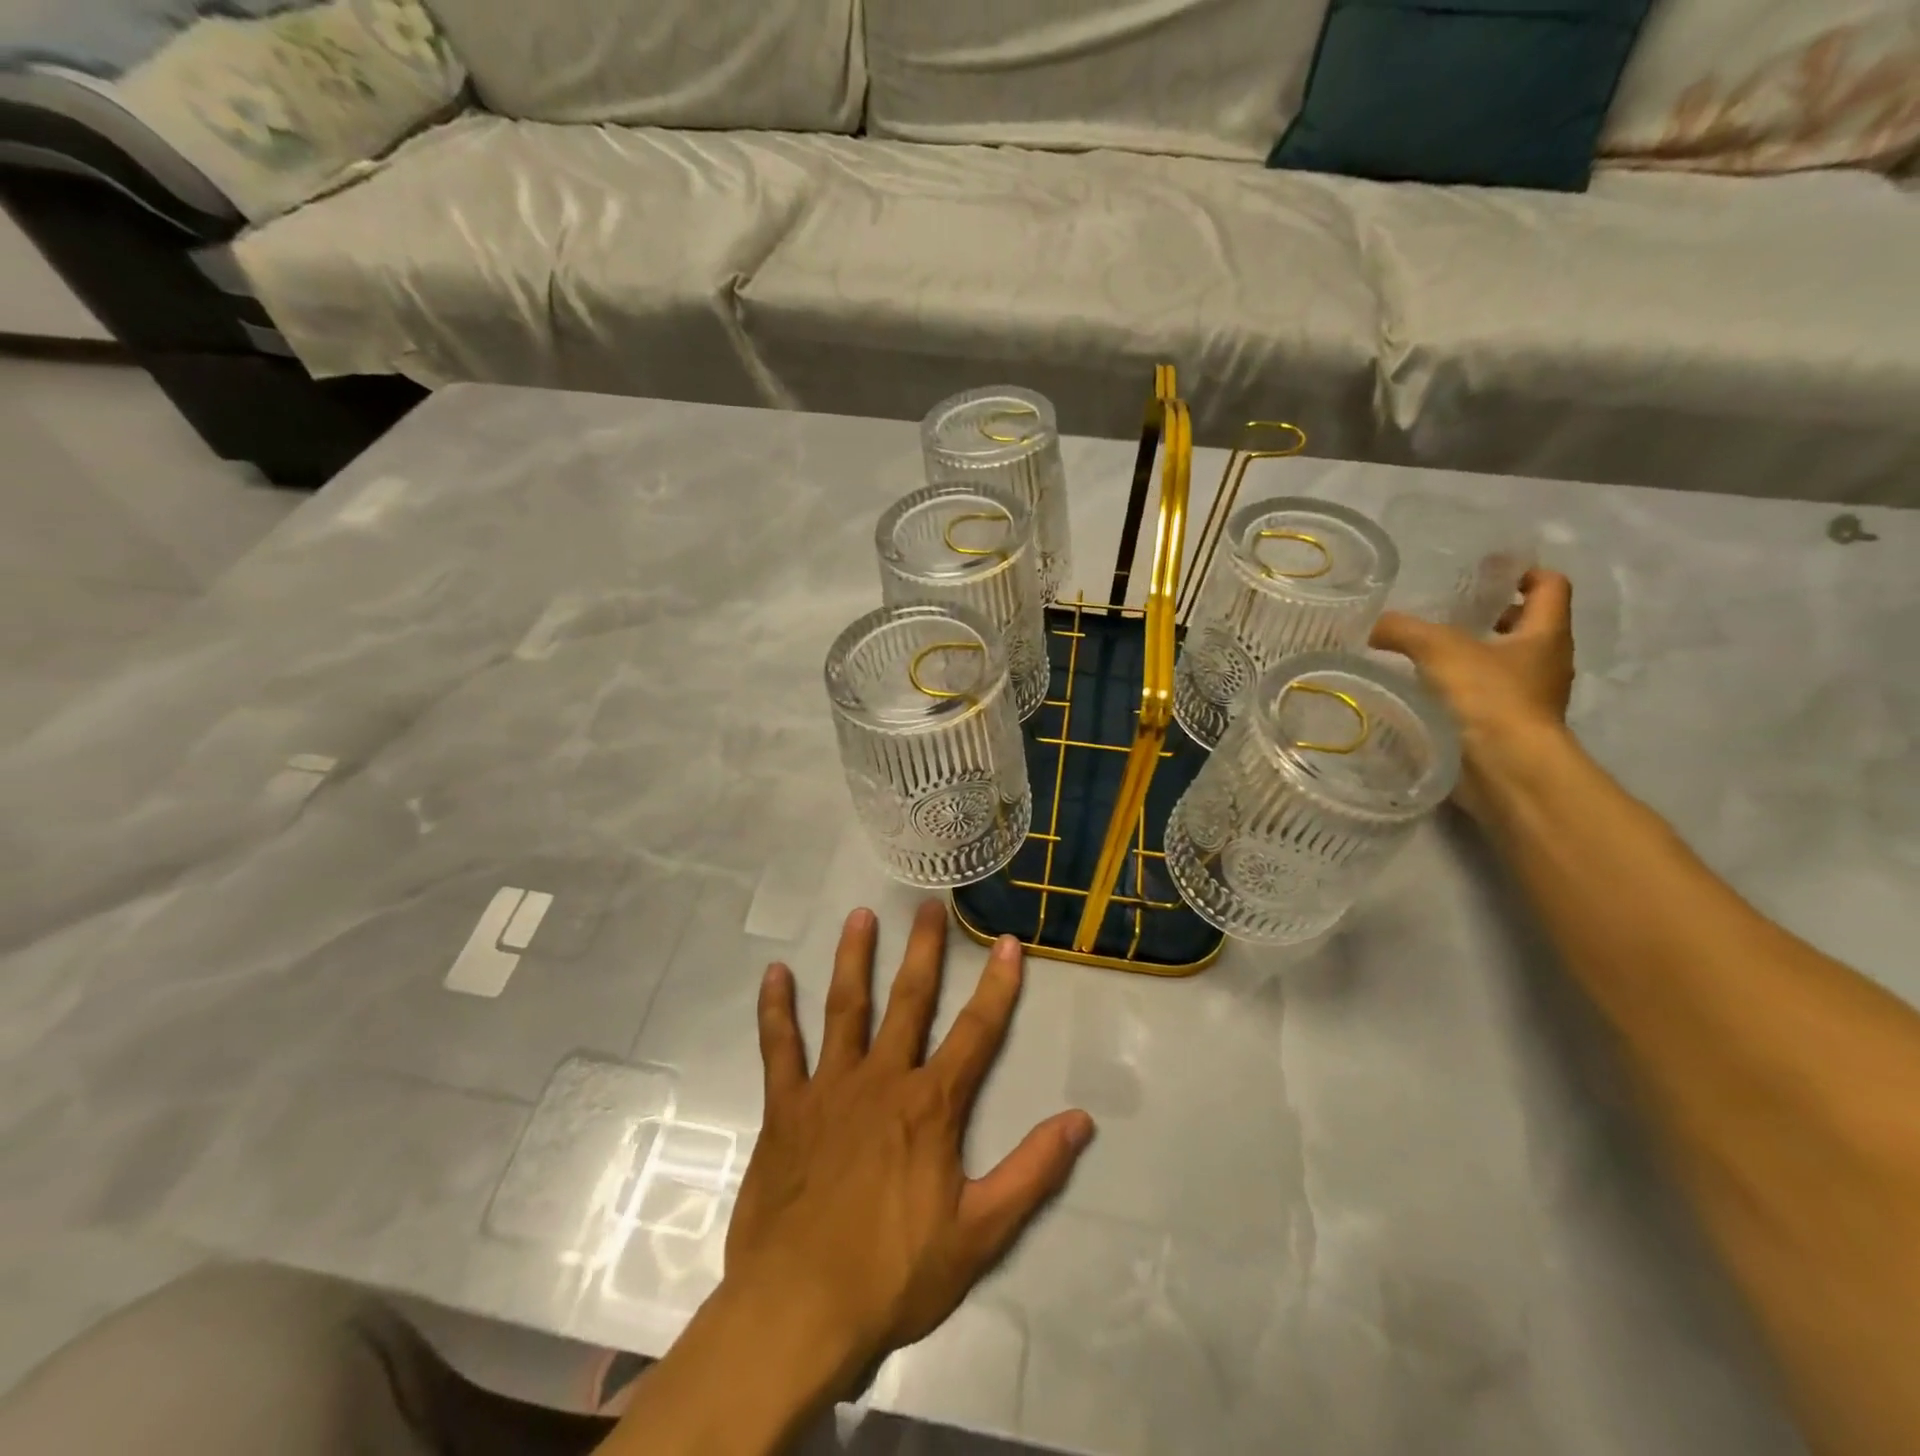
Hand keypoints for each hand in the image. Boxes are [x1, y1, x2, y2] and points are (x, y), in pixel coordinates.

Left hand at [723, 900, 1094, 1385]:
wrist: (798, 1311)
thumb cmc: (894, 1275)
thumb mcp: (981, 1234)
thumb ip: (1033, 1172)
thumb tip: (1081, 1121)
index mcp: (931, 1105)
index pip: (977, 1032)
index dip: (997, 985)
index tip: (1008, 942)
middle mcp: (882, 1079)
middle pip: (909, 1000)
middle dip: (922, 950)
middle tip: (927, 905)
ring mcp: (829, 1088)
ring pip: (845, 1007)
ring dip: (853, 958)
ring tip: (859, 915)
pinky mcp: (786, 1108)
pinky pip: (780, 1047)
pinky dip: (776, 1009)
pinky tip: (774, 973)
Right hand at [1370, 568, 1575, 817]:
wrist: (1506, 769)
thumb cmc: (1488, 697)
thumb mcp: (1438, 650)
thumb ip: (1402, 631)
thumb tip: (1373, 626)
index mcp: (1545, 634)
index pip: (1550, 586)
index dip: (1523, 572)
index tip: (1488, 571)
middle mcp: (1546, 663)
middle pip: (1527, 626)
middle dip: (1493, 616)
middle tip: (1450, 612)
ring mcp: (1531, 699)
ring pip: (1506, 664)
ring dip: (1475, 656)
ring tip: (1428, 654)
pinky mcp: (1507, 729)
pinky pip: (1487, 697)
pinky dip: (1462, 690)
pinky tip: (1427, 692)